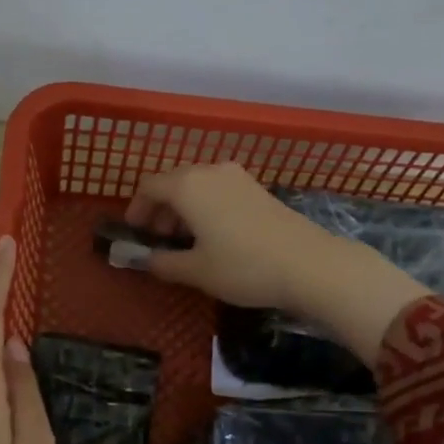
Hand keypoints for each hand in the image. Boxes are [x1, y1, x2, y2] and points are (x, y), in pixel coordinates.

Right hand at [125, 162, 339, 309]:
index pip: (149, 186)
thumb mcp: (196, 271)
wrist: (308, 264)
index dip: (137, 208)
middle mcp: (210, 171)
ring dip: (183, 208)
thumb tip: (144, 260)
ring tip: (184, 240)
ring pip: (198, 185)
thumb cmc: (243, 267)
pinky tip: (213, 235)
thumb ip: (164, 263)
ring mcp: (238, 177)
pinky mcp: (257, 189)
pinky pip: (218, 191)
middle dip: (160, 209)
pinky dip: (206, 207)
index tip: (134, 231)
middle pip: (174, 182)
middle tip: (158, 239)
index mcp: (188, 186)